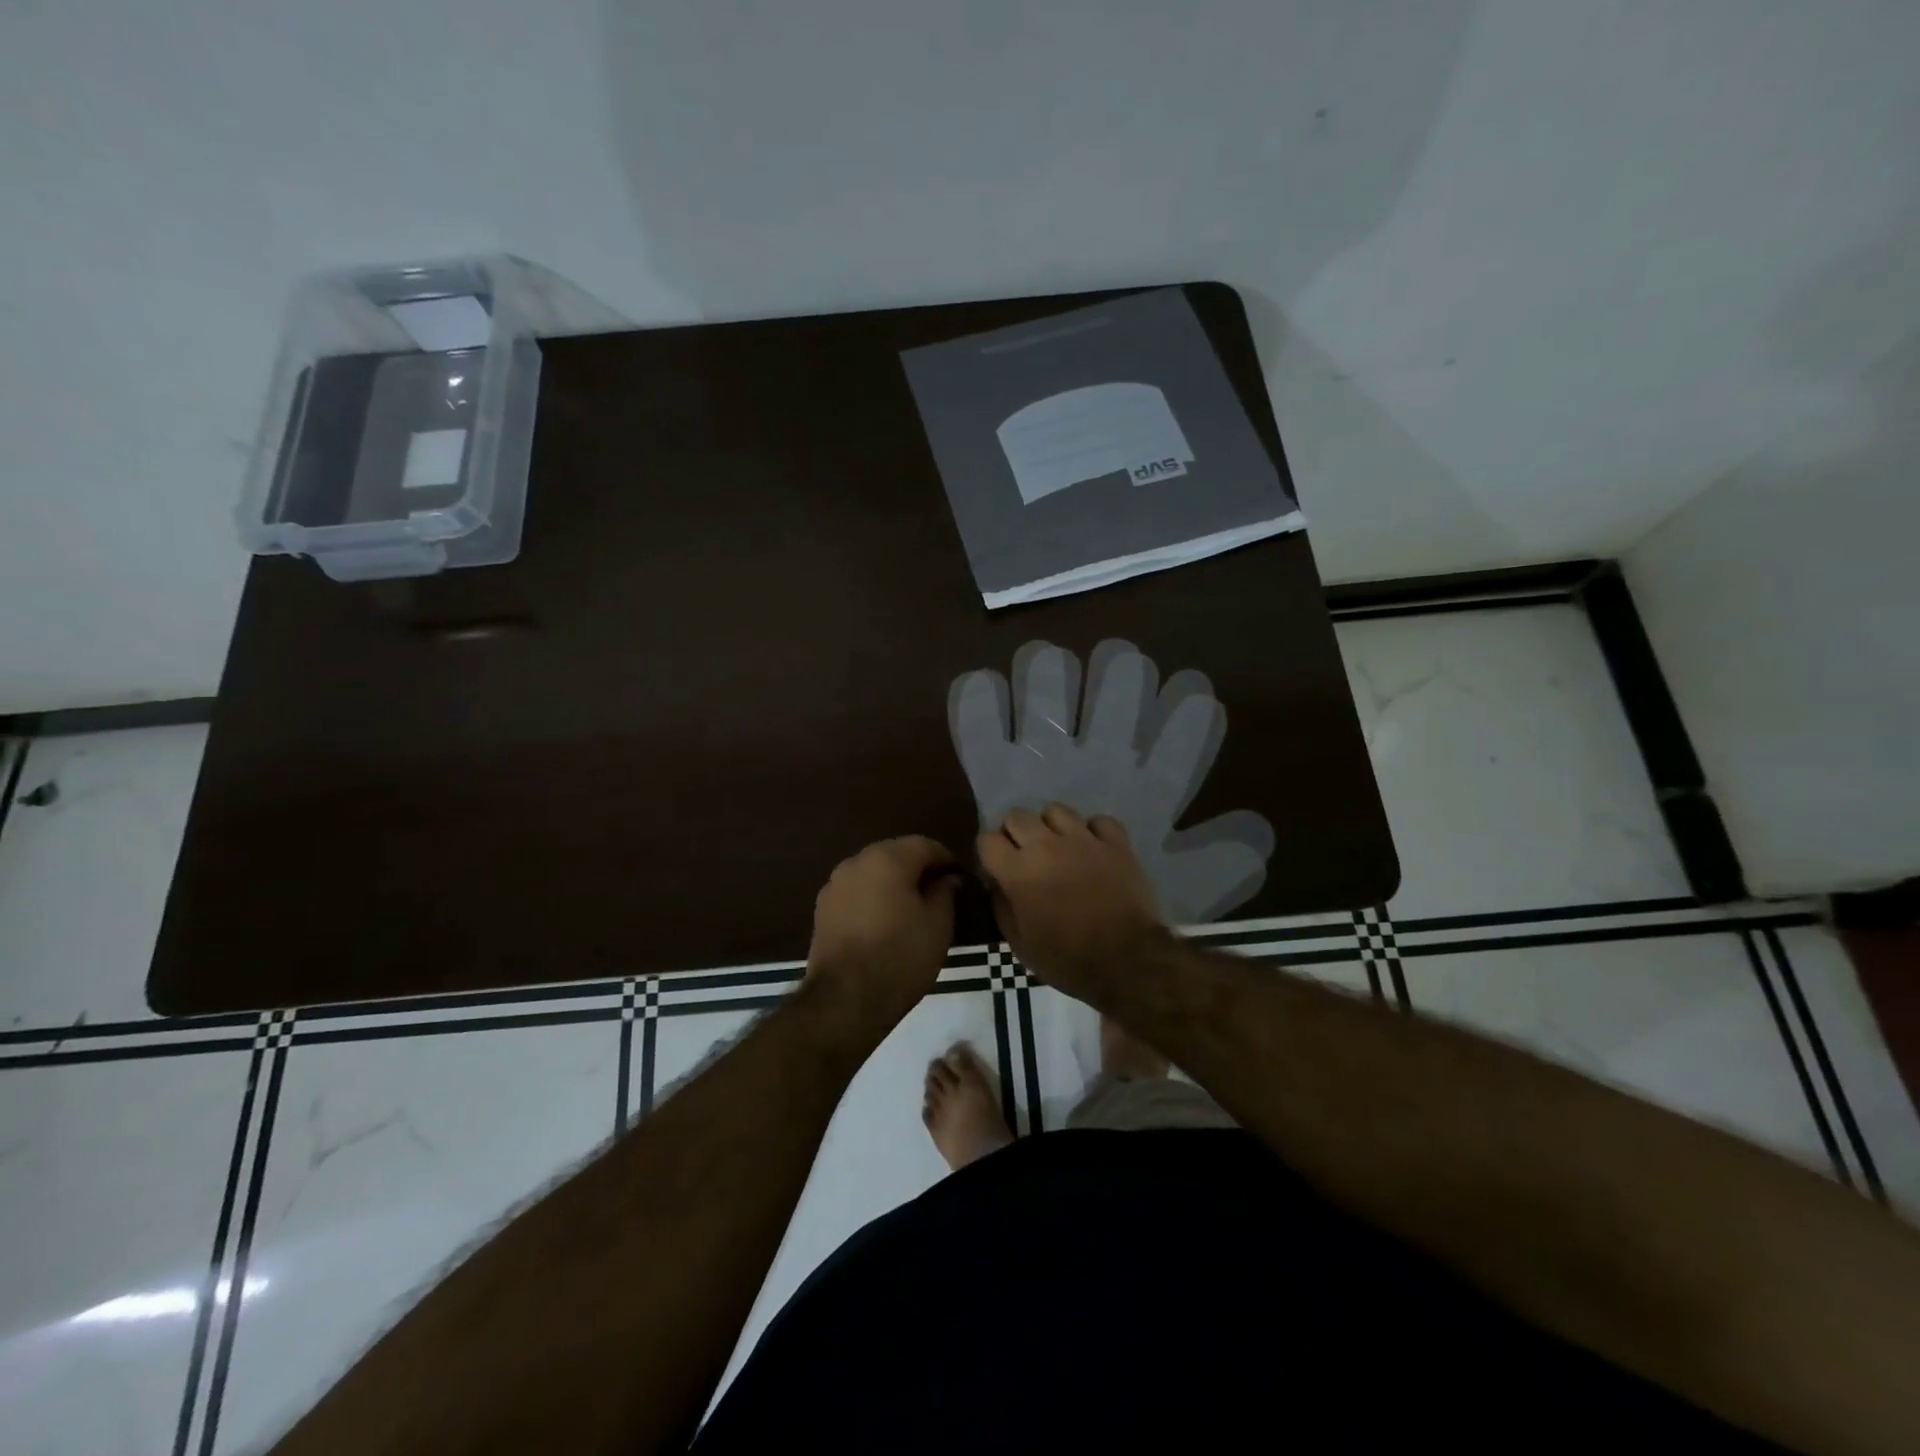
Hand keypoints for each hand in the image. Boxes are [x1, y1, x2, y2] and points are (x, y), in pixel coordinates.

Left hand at [803, 836, 959, 1035]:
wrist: (844, 1000)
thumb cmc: (900, 957)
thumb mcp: (938, 926)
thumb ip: (945, 893)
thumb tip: (947, 879)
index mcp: (888, 858)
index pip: (924, 845)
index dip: (945, 859)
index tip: (958, 878)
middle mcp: (857, 862)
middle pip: (894, 854)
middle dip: (917, 868)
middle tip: (937, 892)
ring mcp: (834, 884)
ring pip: (872, 872)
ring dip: (892, 882)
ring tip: (910, 908)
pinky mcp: (822, 909)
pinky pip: (855, 892)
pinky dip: (872, 898)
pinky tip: (883, 922)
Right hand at [977, 804, 1169, 999]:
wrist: (1127, 961)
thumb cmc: (1067, 959)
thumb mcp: (1020, 945)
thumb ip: (1002, 908)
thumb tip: (996, 885)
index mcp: (1018, 871)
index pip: (987, 840)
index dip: (989, 853)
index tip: (997, 868)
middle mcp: (1046, 845)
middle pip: (1017, 815)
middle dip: (1015, 832)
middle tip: (1025, 856)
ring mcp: (1083, 839)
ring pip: (1056, 810)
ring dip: (1051, 827)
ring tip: (1059, 847)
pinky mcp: (1116, 842)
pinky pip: (1099, 821)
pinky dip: (1093, 831)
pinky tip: (1094, 849)